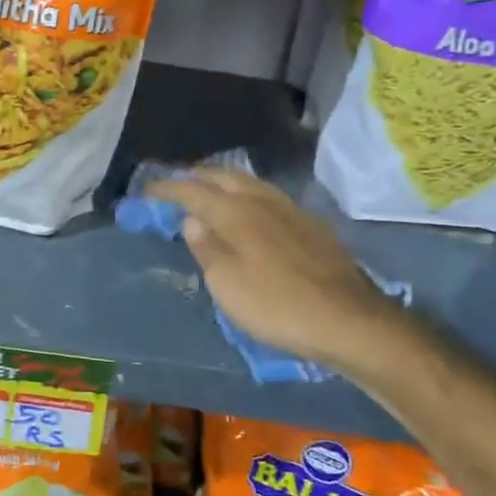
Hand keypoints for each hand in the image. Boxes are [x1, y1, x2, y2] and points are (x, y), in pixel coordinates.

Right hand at [145, 168, 398, 369]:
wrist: (347, 319)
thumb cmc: (276, 305)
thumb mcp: (227, 284)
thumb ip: (206, 248)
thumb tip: (192, 219)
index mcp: (236, 212)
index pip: (193, 190)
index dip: (168, 188)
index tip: (148, 189)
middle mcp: (262, 200)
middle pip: (224, 176)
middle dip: (197, 175)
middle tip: (178, 182)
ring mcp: (292, 209)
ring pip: (250, 182)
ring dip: (225, 181)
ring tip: (211, 188)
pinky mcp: (312, 224)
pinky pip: (270, 196)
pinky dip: (249, 195)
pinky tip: (252, 209)